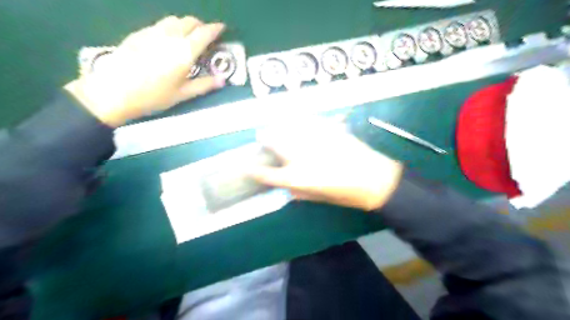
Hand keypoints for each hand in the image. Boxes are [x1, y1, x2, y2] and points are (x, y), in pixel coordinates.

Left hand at [65, 15, 225, 125]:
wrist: (114, 92)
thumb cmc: (153, 96)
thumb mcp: (183, 94)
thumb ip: (204, 85)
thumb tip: (223, 80)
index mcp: (184, 51)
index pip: (204, 33)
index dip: (215, 28)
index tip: (222, 28)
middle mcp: (170, 36)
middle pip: (189, 21)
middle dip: (201, 25)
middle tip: (205, 37)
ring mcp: (152, 32)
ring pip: (173, 20)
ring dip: (185, 25)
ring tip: (188, 37)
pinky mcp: (138, 33)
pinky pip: (160, 24)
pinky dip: (170, 28)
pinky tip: (167, 41)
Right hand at [250, 119, 404, 210]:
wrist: (375, 179)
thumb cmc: (347, 194)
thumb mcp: (321, 198)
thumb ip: (301, 193)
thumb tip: (290, 190)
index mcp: (297, 177)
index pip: (267, 175)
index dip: (253, 171)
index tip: (245, 167)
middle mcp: (300, 156)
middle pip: (275, 143)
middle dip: (265, 138)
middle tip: (261, 135)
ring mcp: (314, 140)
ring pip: (290, 127)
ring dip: (280, 126)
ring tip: (277, 124)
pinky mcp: (328, 129)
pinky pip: (310, 121)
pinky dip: (302, 120)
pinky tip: (300, 120)